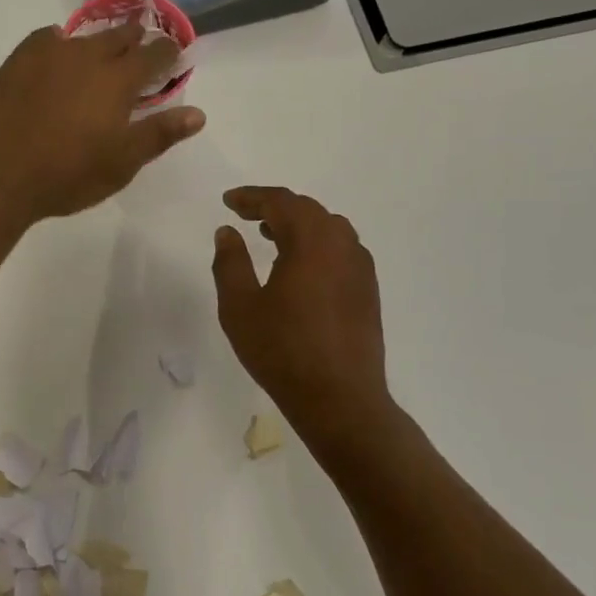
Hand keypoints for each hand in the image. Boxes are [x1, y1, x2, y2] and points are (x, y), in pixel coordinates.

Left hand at [0, 24, 205, 224]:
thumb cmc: (66, 175)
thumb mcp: (121, 163)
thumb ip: (159, 134)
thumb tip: (197, 114)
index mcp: (117, 80)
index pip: (153, 54)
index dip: (167, 53)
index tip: (173, 55)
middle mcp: (85, 56)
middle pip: (119, 36)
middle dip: (134, 39)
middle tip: (140, 47)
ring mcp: (47, 55)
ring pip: (82, 37)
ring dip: (97, 43)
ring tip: (99, 53)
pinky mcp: (16, 61)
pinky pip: (45, 40)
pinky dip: (58, 44)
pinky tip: (55, 56)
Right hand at [212, 186, 394, 457]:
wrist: (340, 399)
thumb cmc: (282, 350)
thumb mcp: (240, 307)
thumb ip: (230, 263)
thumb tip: (228, 232)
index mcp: (311, 242)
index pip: (281, 202)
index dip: (252, 197)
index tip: (228, 201)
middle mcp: (342, 245)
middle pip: (308, 210)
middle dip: (274, 207)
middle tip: (245, 214)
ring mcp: (360, 268)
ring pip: (328, 228)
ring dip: (298, 224)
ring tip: (270, 235)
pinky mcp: (368, 291)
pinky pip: (341, 249)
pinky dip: (317, 244)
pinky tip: (301, 266)